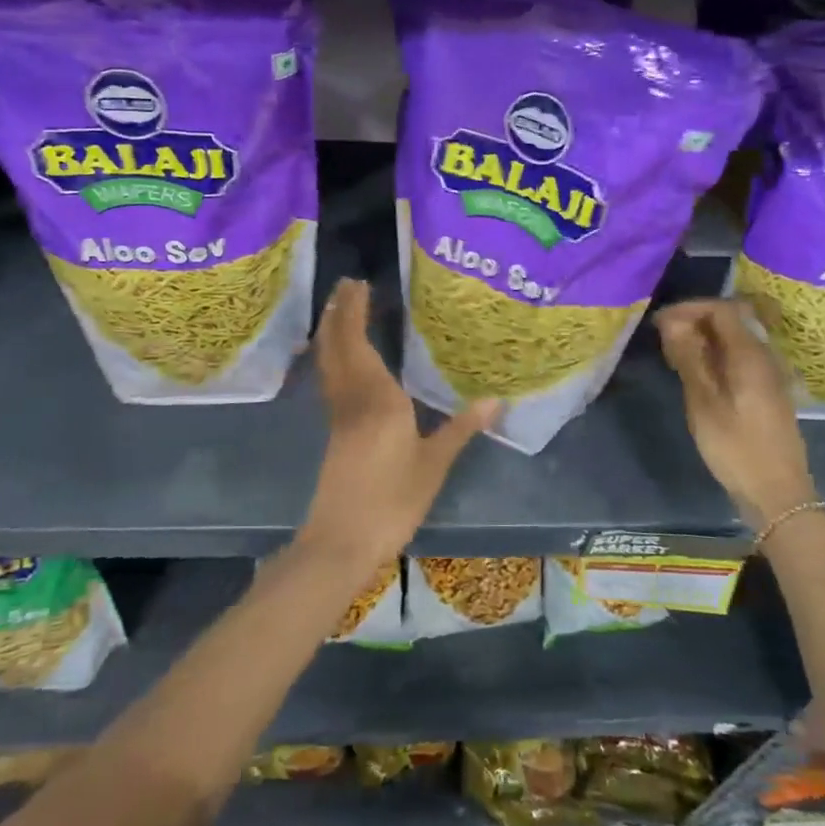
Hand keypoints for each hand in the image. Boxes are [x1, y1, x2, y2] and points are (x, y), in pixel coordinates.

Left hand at [297, 279, 498, 571]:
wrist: (342, 541)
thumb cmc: (392, 501)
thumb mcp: (434, 465)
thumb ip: (461, 428)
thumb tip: (496, 399)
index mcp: (378, 398)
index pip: (360, 342)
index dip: (355, 311)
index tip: (360, 284)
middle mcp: (352, 397)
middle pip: (337, 345)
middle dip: (338, 312)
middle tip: (347, 285)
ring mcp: (338, 415)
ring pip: (328, 361)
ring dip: (330, 330)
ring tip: (338, 308)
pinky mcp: (333, 431)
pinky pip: (329, 378)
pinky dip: (331, 355)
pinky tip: (341, 357)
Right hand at [656, 299, 815, 526]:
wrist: (777, 492)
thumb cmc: (736, 447)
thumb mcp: (703, 402)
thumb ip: (689, 358)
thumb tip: (672, 323)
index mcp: (750, 354)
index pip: (721, 309)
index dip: (689, 308)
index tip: (660, 322)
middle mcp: (764, 356)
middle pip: (731, 319)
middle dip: (696, 320)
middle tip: (665, 337)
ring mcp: (769, 373)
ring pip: (735, 338)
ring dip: (705, 338)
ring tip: (676, 354)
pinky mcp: (768, 390)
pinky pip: (740, 356)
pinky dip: (716, 354)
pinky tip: (698, 373)